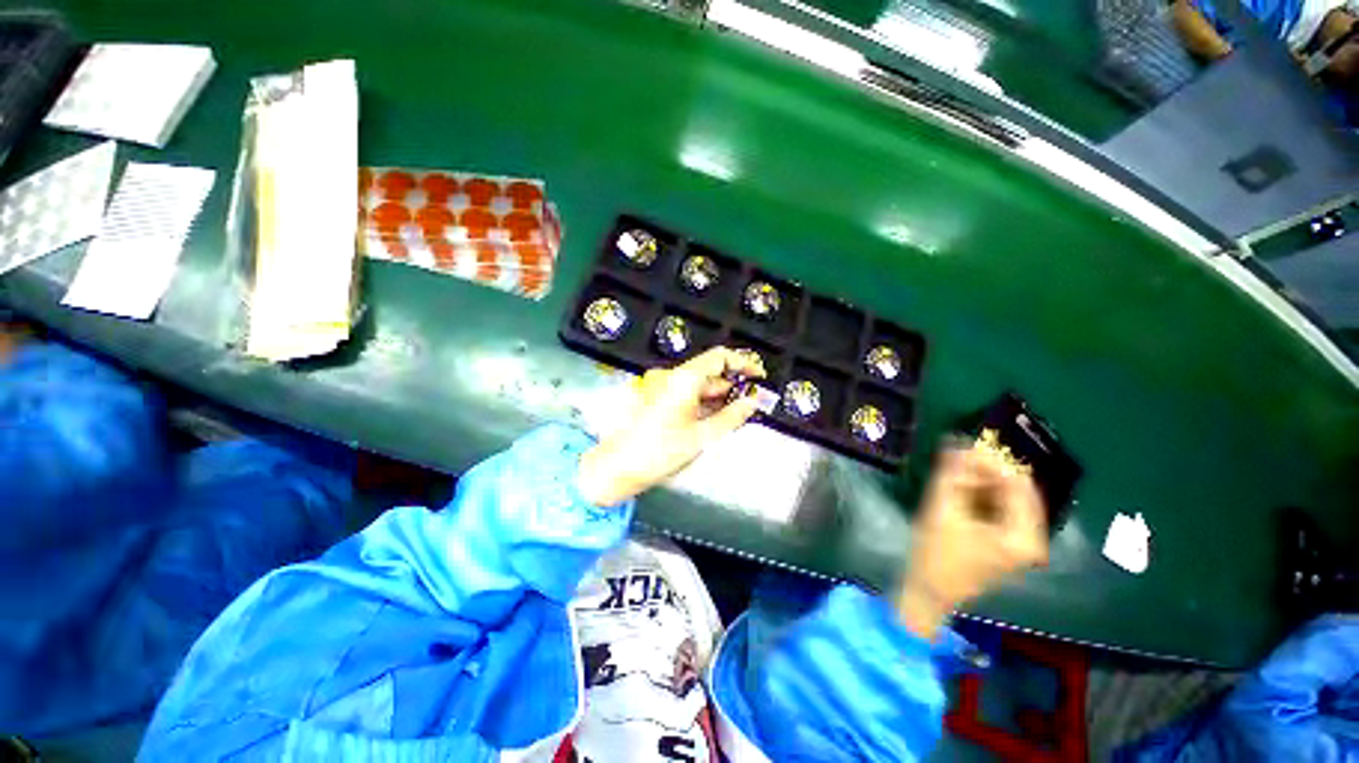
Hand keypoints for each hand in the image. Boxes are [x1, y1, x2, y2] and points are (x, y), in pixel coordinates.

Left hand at [577, 346, 765, 506]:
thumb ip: (731, 417)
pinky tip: (716, 419)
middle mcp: (672, 377)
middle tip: (752, 404)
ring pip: (700, 385)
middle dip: (733, 386)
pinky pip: (688, 394)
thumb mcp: (702, 437)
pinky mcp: (659, 398)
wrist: (617, 467)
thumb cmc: (659, 452)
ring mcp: (663, 387)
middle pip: (710, 371)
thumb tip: (752, 403)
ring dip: (719, 397)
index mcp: (683, 379)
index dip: (743, 363)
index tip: (759, 377)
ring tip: (737, 416)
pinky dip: (704, 403)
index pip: (719, 357)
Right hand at [896, 443, 1048, 639]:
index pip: (1019, 485)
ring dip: (981, 481)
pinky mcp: (1005, 545)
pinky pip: (999, 509)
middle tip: (955, 458)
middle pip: (1015, 491)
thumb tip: (958, 442)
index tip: (964, 448)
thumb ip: (953, 475)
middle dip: (985, 471)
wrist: (928, 592)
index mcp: (1023, 536)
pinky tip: (959, 489)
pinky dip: (980, 495)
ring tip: (952, 473)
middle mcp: (1031, 539)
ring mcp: (1019, 543)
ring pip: (1007, 498)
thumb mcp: (942, 510)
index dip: (992, 462)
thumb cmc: (935, 554)